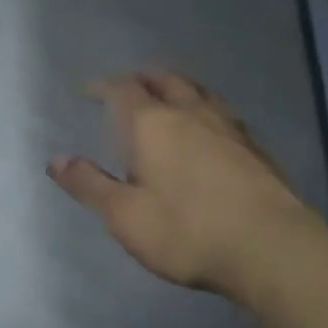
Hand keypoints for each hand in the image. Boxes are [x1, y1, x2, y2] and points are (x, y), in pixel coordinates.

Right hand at [47, 71, 327, 302]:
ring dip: (178, 88)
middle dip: (143, 79)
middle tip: (129, 86)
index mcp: (152, 123)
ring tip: (169, 98)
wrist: (273, 249)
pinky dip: (205, 111)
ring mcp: (228, 128)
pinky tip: (209, 131)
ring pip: (198, 92)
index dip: (103, 86)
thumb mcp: (125, 216)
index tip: (89, 90)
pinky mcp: (255, 148)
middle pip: (165, 80)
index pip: (122, 89)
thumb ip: (89, 185)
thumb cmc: (187, 231)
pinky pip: (222, 114)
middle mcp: (190, 113)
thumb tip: (54, 160)